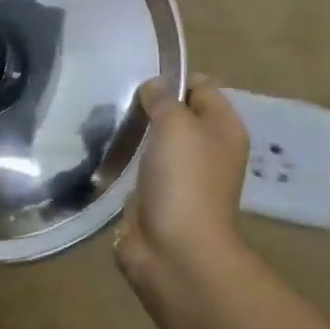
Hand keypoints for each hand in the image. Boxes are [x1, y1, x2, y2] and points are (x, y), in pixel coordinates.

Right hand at [115, 76, 249, 294]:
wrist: (174, 249)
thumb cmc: (183, 180)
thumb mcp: (175, 125)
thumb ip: (164, 98)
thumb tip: (154, 86)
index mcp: (224, 129)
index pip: (201, 87)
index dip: (173, 79)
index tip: (139, 82)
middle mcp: (208, 149)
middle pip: (178, 114)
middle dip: (148, 107)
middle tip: (117, 104)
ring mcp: (183, 176)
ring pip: (157, 141)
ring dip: (135, 134)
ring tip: (105, 125)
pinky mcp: (159, 196)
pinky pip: (141, 167)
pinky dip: (126, 161)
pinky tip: (106, 154)